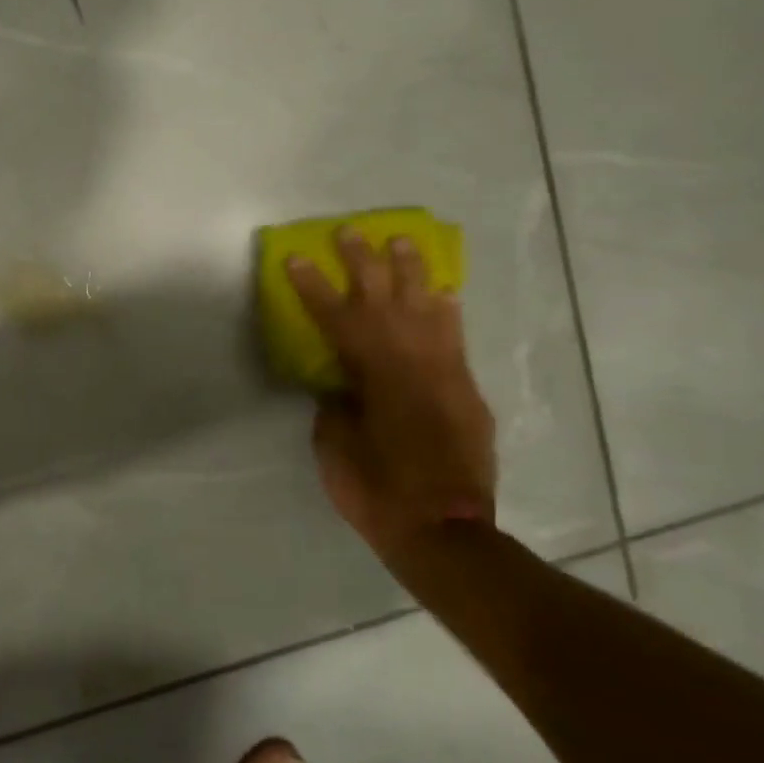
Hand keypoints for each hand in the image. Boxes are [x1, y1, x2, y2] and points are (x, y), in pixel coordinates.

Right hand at [286, 231, 495, 564]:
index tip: (297, 259)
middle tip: (350, 232)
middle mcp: (412, 366)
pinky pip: (456, 341)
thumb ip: (336, 406)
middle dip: (363, 264)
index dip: (314, 288)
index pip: (337, 321)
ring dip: (412, 274)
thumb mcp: (336, 449)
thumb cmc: (376, 492)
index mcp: (372, 379)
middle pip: (385, 303)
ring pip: (428, 311)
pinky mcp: (466, 393)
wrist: (444, 530)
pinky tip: (442, 293)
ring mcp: (445, 377)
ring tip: (401, 242)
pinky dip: (447, 313)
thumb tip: (340, 384)